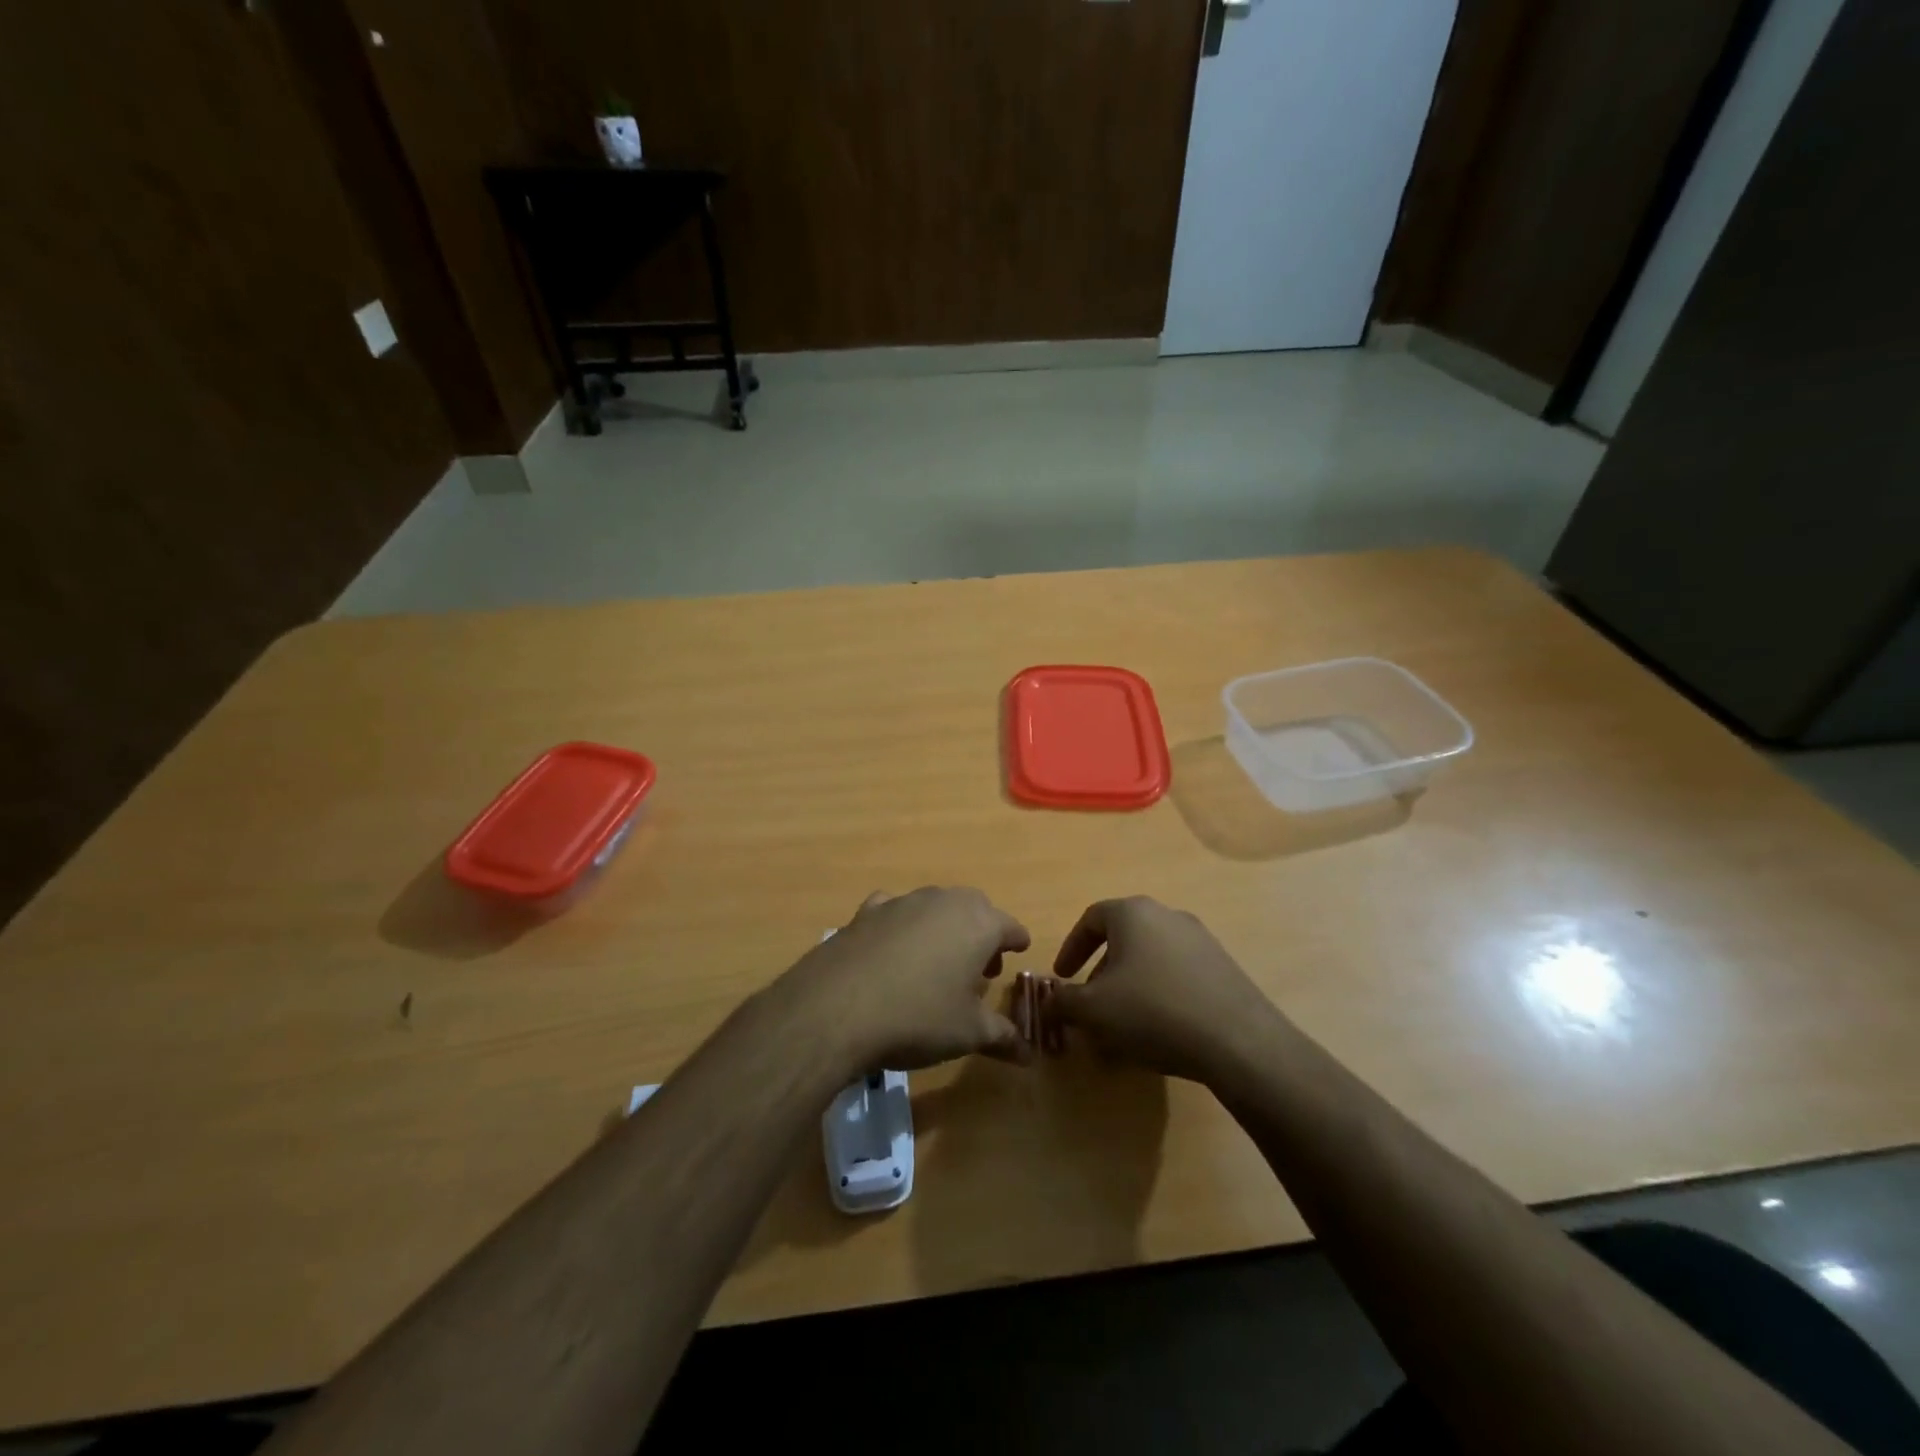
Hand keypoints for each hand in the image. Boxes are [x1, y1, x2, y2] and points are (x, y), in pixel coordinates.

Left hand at [770, 887, 1030, 1072]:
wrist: (837, 1007)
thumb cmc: (919, 1016)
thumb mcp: (968, 1033)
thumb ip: (1003, 1036)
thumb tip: (1030, 1055)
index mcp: (979, 923)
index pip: (1011, 927)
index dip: (1016, 943)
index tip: (1017, 953)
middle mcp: (944, 901)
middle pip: (975, 911)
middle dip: (982, 935)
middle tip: (980, 969)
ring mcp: (902, 902)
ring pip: (935, 908)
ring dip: (944, 929)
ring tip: (938, 965)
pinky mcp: (866, 912)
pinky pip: (895, 912)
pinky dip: (901, 926)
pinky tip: (893, 951)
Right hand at [1049, 896, 1278, 1084]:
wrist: (1238, 1040)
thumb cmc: (1152, 1011)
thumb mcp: (1093, 1010)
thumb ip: (1063, 1001)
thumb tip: (1049, 1001)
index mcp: (1133, 913)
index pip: (1091, 919)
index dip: (1071, 949)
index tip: (1062, 978)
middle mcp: (1168, 915)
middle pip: (1123, 938)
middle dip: (1101, 972)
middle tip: (1091, 1005)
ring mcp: (1201, 940)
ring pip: (1151, 958)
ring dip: (1130, 986)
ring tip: (1124, 1024)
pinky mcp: (1224, 968)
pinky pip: (1178, 975)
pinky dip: (1160, 995)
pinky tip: (1160, 1031)